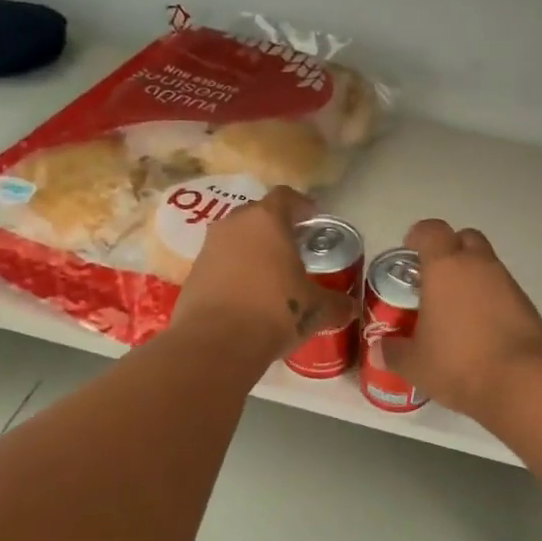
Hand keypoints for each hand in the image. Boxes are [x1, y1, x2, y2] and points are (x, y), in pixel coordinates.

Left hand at [172, 187, 354, 358]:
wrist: (215, 344)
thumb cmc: (275, 311)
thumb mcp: (317, 309)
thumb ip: (336, 303)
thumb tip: (349, 307)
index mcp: (267, 220)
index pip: (286, 196)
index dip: (302, 205)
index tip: (313, 218)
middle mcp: (234, 225)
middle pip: (258, 214)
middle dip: (276, 227)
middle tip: (294, 247)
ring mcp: (209, 247)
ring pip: (236, 238)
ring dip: (253, 250)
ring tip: (272, 273)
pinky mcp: (193, 273)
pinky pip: (221, 262)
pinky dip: (235, 271)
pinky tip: (249, 295)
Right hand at [382, 219, 541, 422]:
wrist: (522, 382)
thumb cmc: (459, 364)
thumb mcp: (416, 364)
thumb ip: (394, 352)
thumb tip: (379, 350)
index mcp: (446, 267)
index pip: (431, 230)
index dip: (418, 236)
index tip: (409, 252)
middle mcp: (479, 265)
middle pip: (465, 239)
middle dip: (449, 251)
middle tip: (433, 279)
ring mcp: (508, 283)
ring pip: (487, 265)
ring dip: (471, 277)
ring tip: (455, 311)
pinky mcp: (527, 305)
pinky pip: (503, 290)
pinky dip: (490, 300)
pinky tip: (480, 330)